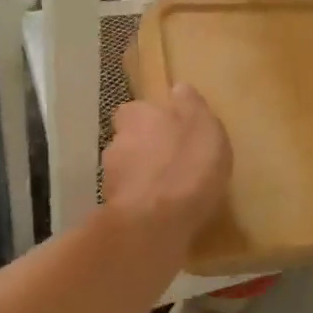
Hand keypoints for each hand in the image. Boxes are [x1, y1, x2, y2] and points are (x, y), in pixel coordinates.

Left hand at [103, 83, 231, 247]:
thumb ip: (190, 105)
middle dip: (147, 149)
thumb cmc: (186, 165)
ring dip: (144, 178)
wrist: (154, 224)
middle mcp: (115, 142)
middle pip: (130, 141)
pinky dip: (143, 204)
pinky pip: (131, 201)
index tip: (170, 129)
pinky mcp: (112, 211)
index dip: (152, 119)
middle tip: (174, 161)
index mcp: (135, 116)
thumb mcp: (203, 125)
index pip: (135, 110)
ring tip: (171, 192)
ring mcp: (109, 179)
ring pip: (128, 172)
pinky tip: (164, 215)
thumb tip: (178, 88)